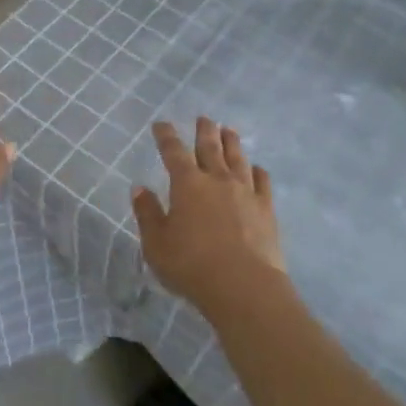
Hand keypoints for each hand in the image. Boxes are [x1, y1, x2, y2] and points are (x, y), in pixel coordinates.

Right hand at [132, 118, 287, 319]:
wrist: (244, 287)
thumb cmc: (192, 265)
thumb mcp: (156, 244)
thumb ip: (147, 214)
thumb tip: (139, 188)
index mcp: (187, 184)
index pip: (173, 152)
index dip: (166, 136)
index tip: (161, 124)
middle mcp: (217, 180)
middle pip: (210, 147)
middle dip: (204, 131)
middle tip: (204, 118)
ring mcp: (245, 192)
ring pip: (237, 159)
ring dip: (232, 142)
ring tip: (229, 131)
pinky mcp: (266, 210)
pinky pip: (262, 182)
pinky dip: (258, 172)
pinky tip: (257, 169)